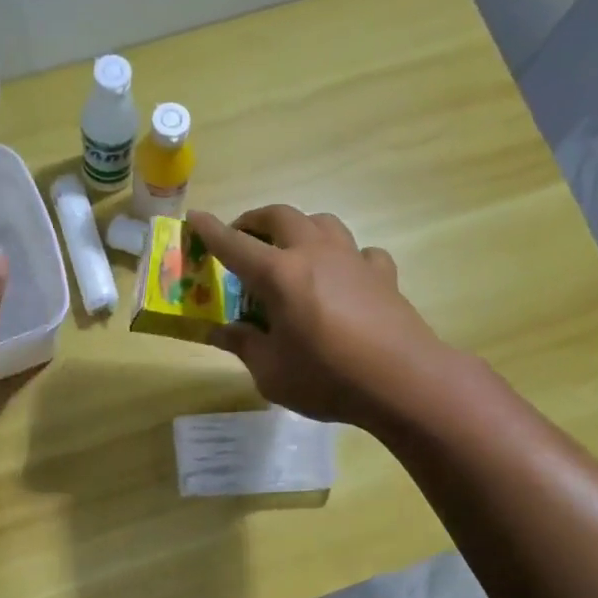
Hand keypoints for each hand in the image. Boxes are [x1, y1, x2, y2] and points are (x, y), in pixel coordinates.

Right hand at [188, 206, 452, 427]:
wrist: (403, 381)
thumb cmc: (327, 378)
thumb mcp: (271, 371)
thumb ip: (244, 344)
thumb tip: (220, 331)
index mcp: (279, 275)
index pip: (235, 245)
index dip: (210, 232)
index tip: (195, 218)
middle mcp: (314, 254)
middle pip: (280, 216)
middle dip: (254, 220)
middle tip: (241, 238)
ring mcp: (353, 259)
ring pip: (321, 222)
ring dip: (298, 228)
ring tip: (289, 250)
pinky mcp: (382, 274)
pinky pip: (358, 252)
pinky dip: (343, 257)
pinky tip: (341, 277)